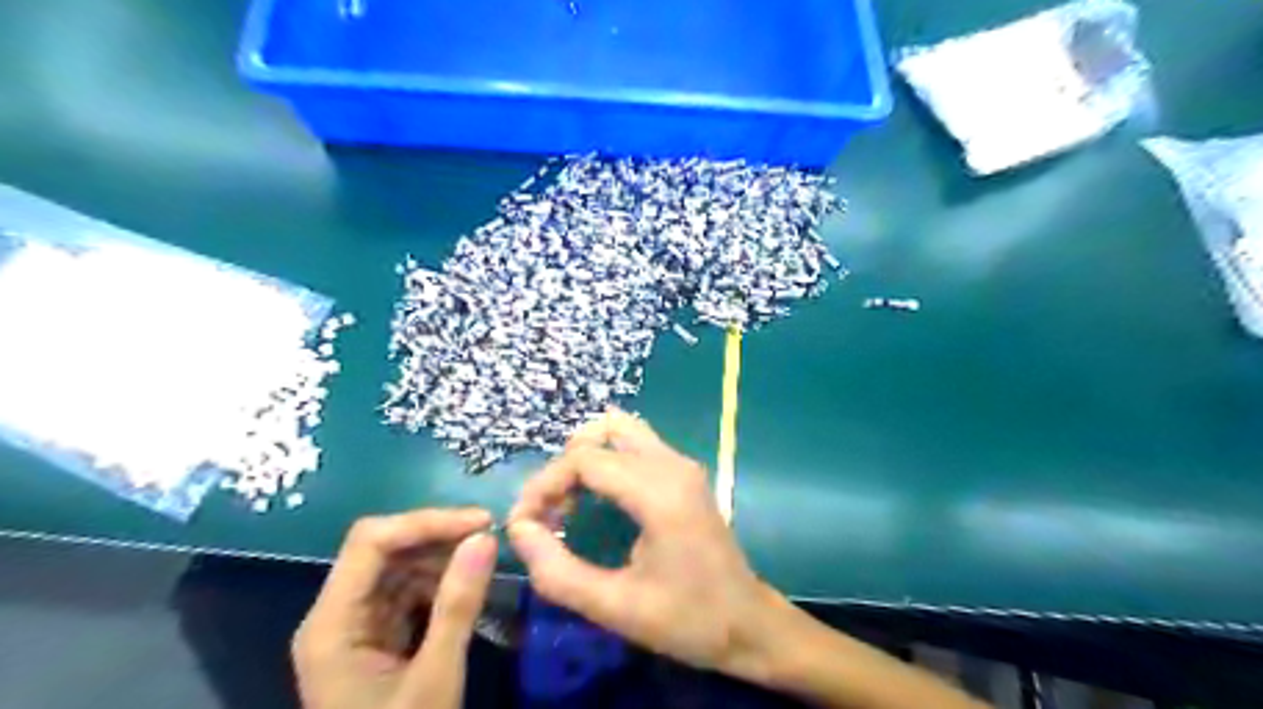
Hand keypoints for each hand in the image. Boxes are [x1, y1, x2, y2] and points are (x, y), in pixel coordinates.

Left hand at [294, 508, 494, 707]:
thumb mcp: (435, 678)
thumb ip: (458, 605)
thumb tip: (486, 537)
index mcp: (331, 624)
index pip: (370, 542)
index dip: (426, 522)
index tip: (481, 523)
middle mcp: (335, 615)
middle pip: (382, 549)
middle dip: (437, 537)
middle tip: (490, 538)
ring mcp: (354, 626)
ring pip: (397, 567)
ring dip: (441, 558)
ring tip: (485, 561)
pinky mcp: (374, 637)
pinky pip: (406, 592)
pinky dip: (439, 583)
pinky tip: (467, 588)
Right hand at [503, 413, 781, 683]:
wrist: (747, 623)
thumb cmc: (686, 619)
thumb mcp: (615, 607)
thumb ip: (558, 572)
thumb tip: (519, 530)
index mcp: (659, 493)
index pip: (584, 459)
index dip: (543, 485)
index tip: (524, 523)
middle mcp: (672, 464)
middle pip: (602, 432)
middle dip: (563, 466)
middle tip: (548, 511)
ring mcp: (683, 464)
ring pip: (620, 430)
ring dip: (585, 457)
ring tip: (568, 502)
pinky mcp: (685, 473)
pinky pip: (636, 445)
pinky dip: (605, 460)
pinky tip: (595, 498)